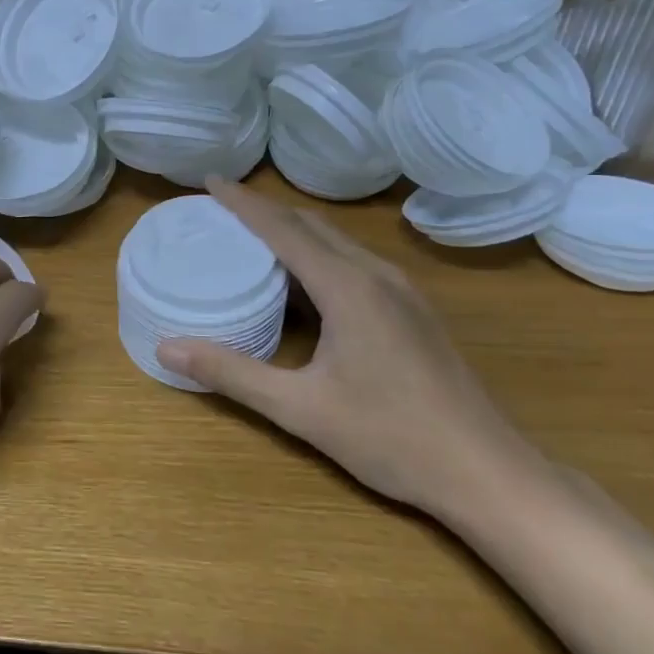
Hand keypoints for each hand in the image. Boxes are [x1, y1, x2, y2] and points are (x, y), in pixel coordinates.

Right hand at [157, 179, 540, 516]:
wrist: (487, 473)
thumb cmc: (390, 438)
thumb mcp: (299, 408)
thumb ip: (231, 373)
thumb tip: (166, 348)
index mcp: (349, 288)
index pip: (284, 229)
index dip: (244, 203)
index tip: (210, 180)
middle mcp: (377, 276)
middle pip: (312, 226)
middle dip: (265, 210)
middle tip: (222, 207)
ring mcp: (403, 292)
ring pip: (338, 243)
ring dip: (293, 230)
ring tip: (253, 234)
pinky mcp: (414, 311)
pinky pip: (355, 263)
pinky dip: (318, 254)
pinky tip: (304, 280)